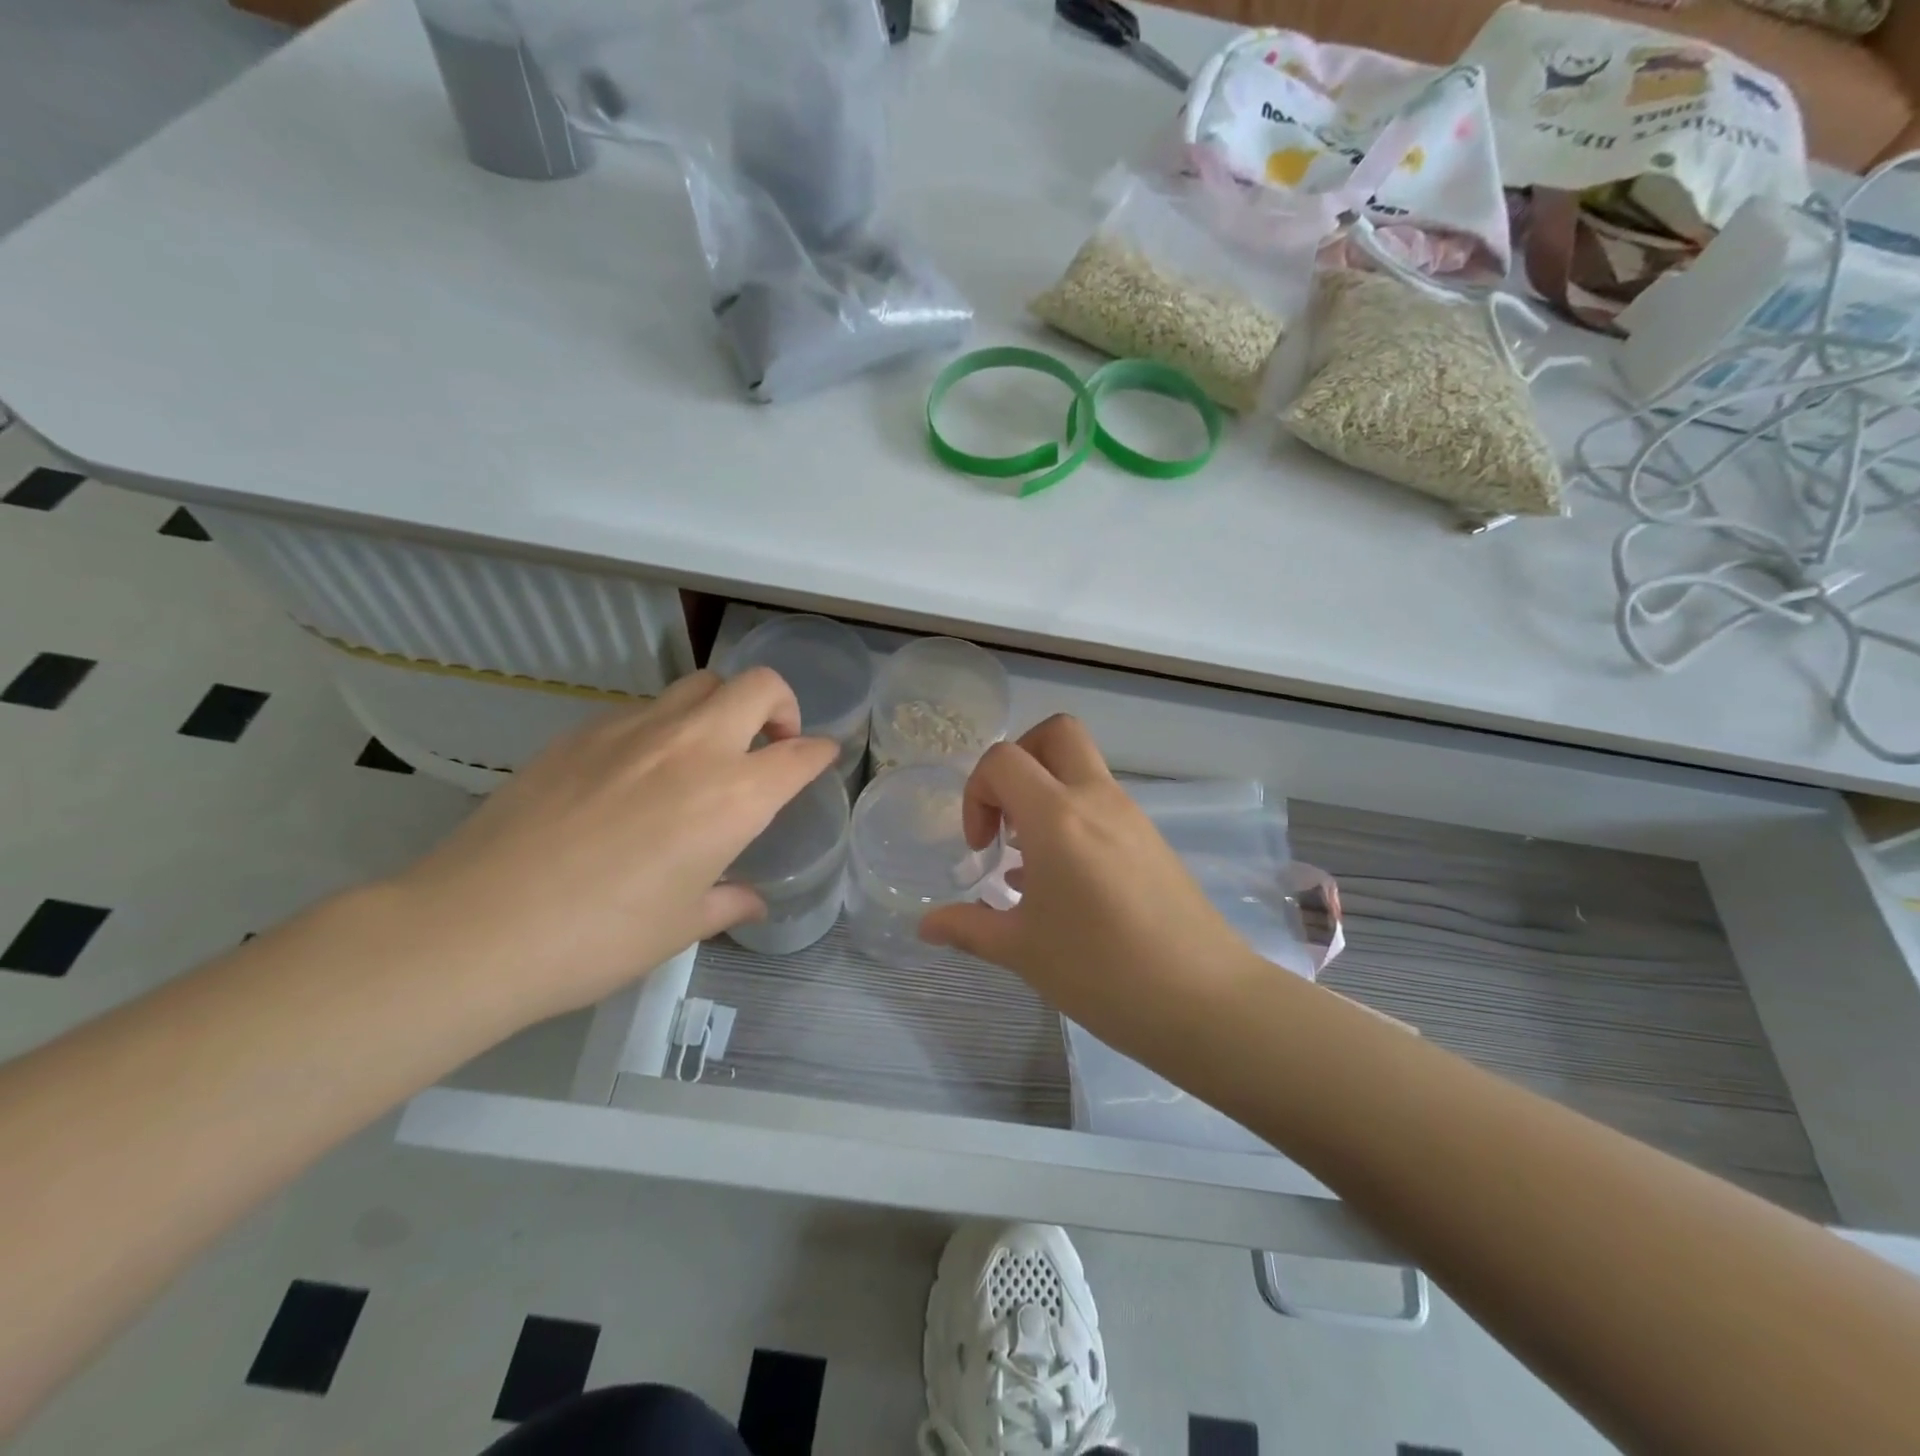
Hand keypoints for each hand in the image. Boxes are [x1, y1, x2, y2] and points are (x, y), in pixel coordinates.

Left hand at [388, 669, 837, 1023]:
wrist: (478, 926)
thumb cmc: (600, 937)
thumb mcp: (681, 927)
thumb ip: (728, 903)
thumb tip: (752, 900)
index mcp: (733, 797)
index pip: (800, 754)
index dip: (820, 752)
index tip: (821, 757)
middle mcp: (694, 747)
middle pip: (759, 686)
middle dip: (781, 704)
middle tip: (769, 743)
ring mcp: (635, 729)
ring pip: (700, 683)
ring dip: (722, 706)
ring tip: (705, 751)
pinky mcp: (582, 730)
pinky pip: (643, 708)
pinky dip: (664, 725)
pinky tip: (637, 771)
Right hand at [918, 715, 1264, 1053]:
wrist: (1205, 1001)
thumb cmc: (1101, 971)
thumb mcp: (1022, 951)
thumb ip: (969, 927)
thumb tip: (925, 925)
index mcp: (1057, 816)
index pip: (1004, 759)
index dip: (977, 792)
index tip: (980, 847)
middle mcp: (1097, 799)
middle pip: (1056, 734)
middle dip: (1019, 760)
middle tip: (1006, 816)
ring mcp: (1132, 816)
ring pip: (1083, 768)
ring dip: (1047, 794)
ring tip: (1031, 862)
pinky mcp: (1153, 839)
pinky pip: (1104, 803)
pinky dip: (1075, 818)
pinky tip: (1066, 882)